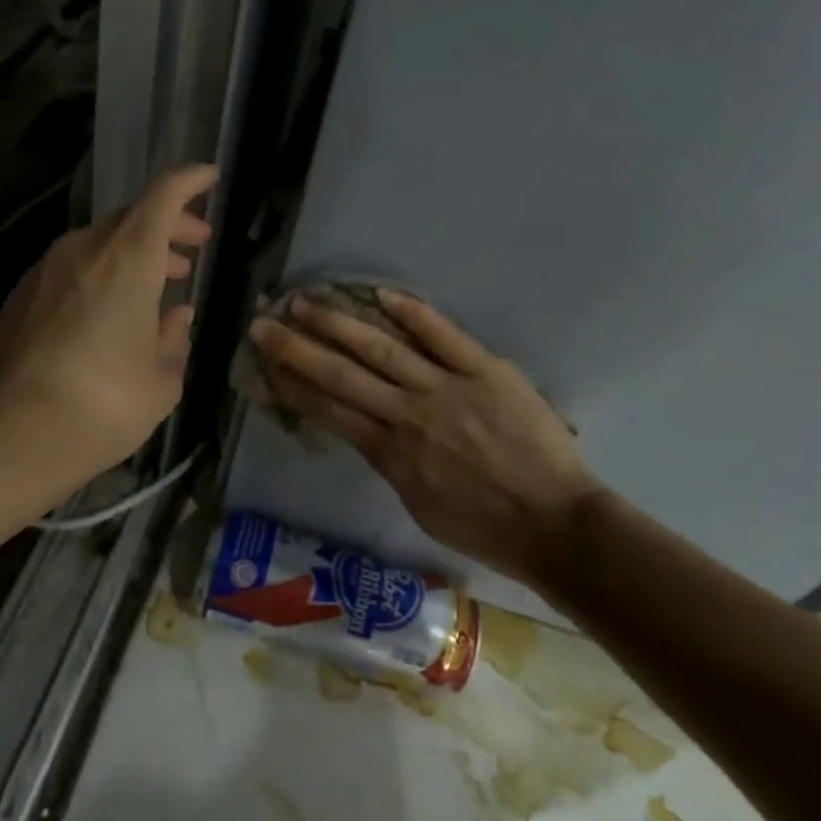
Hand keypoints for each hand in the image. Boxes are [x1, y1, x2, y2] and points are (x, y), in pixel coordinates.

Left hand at [0, 164, 215, 486]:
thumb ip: (174, 337)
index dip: (190, 181)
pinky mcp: (22, 296)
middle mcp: (85, 250)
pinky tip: (110, 309)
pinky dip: (102, 273)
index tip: (210, 177)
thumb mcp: (163, 378)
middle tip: (194, 245)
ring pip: (100, 242)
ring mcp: (46, 270)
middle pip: (132, 218)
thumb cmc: (106, 403)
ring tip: (160, 278)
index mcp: (128, 258)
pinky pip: (73, 267)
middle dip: (168, 226)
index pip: (163, 195)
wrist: (15, 436)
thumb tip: (176, 315)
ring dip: (135, 252)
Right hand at [249, 290, 605, 586]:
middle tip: (264, 323)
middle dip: (297, 348)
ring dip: (340, 323)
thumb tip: (365, 430)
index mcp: (391, 454)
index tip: (266, 364)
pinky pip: (444, 336)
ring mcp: (447, 388)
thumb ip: (388, 463)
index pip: (330, 410)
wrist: (556, 526)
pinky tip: (381, 294)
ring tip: (306, 302)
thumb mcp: (419, 506)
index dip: (294, 384)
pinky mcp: (486, 371)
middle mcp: (409, 415)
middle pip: (343, 375)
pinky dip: (413, 313)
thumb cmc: (485, 527)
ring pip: (383, 349)